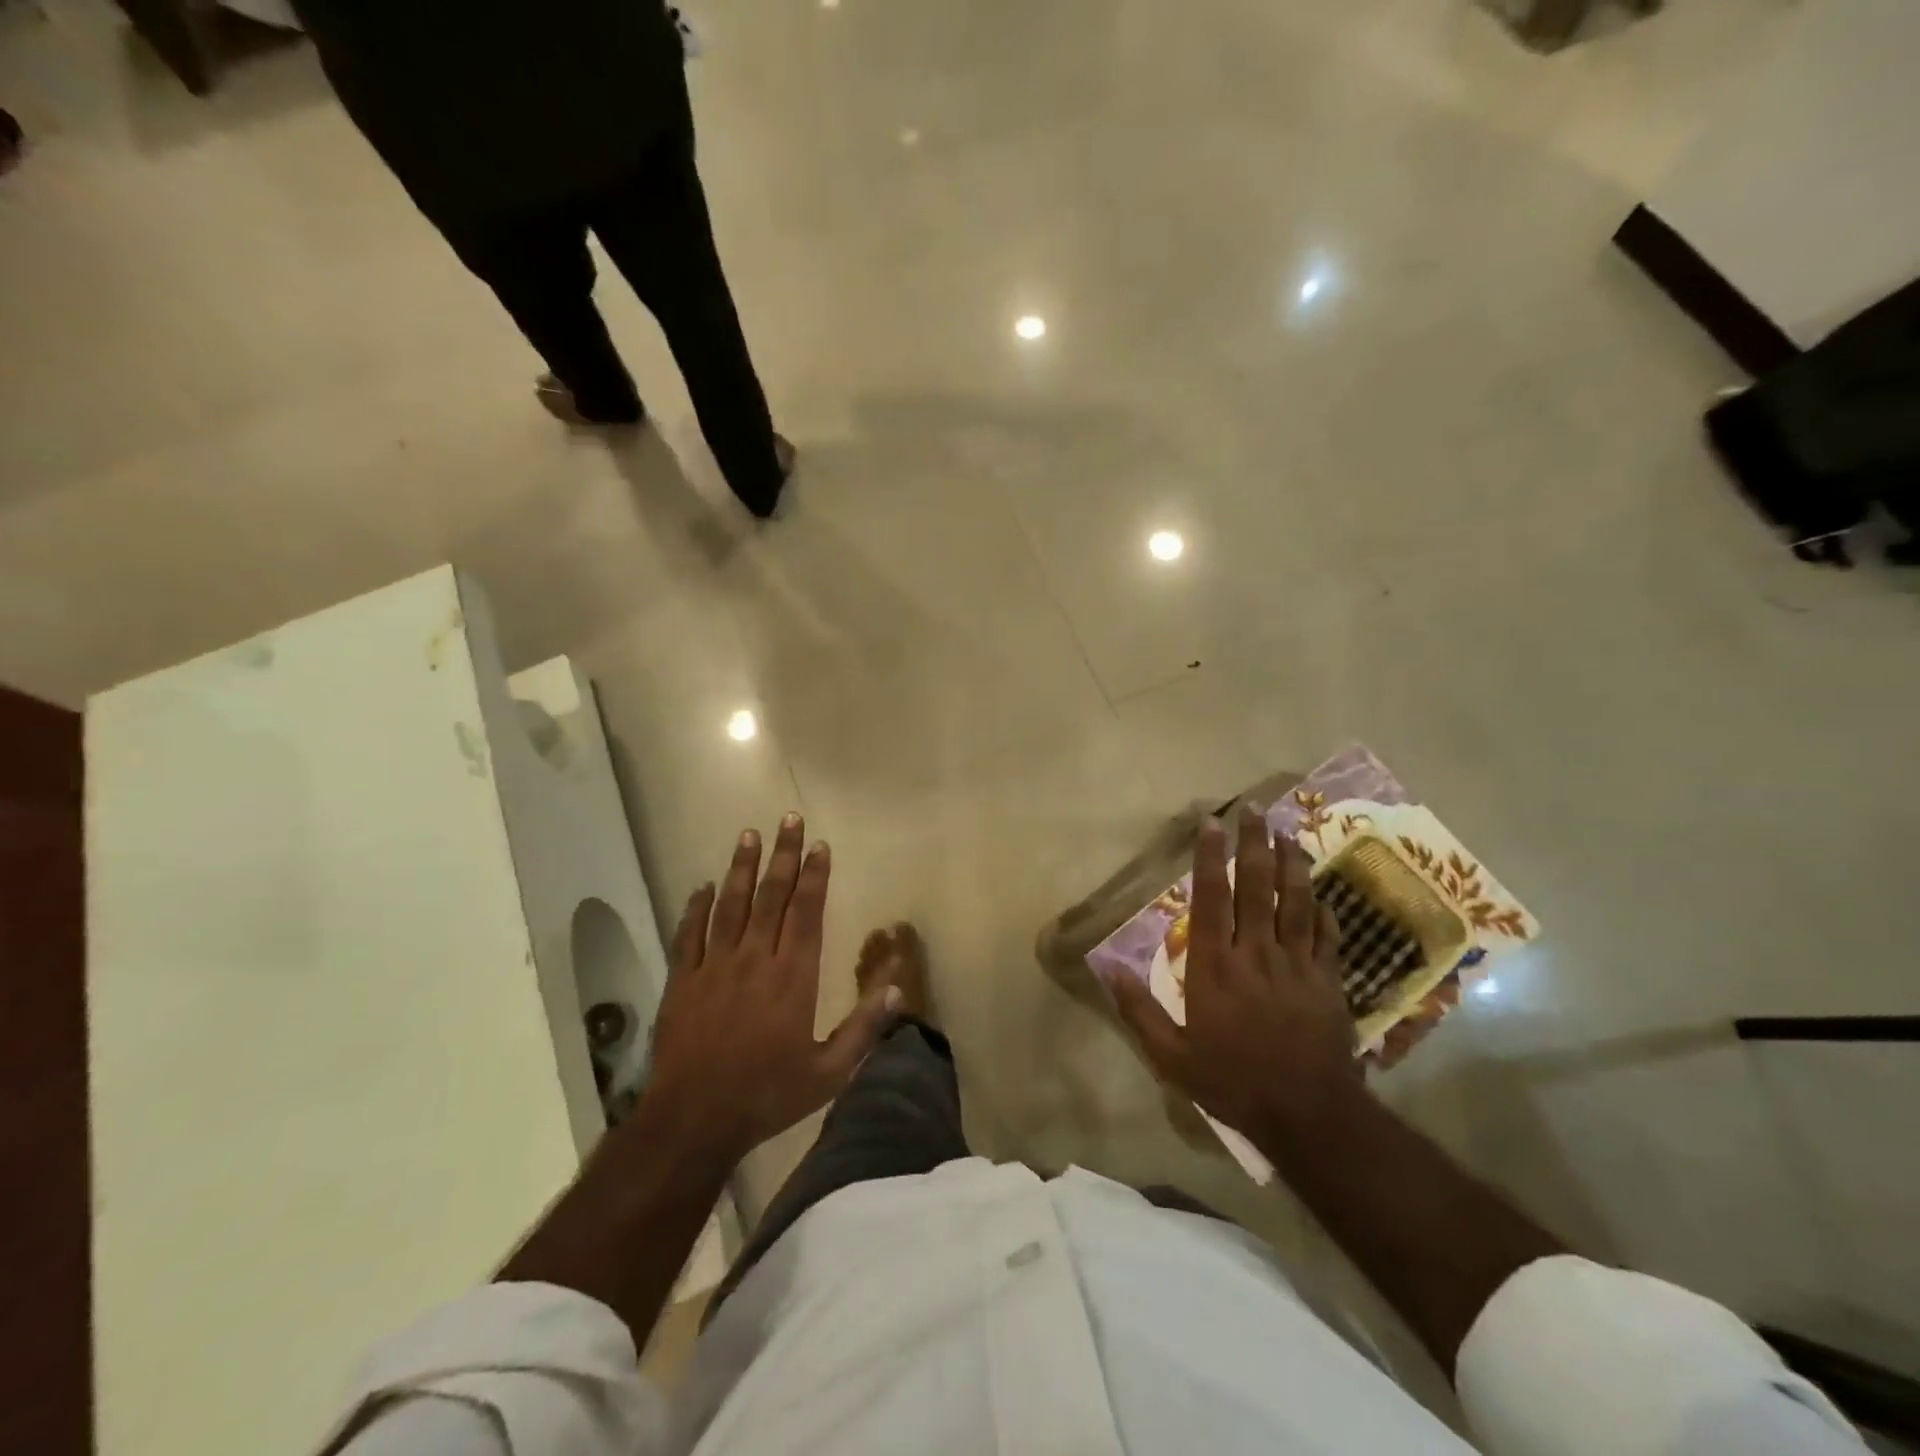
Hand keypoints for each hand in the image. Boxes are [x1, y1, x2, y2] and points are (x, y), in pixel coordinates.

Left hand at [644, 814, 896, 1165]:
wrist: (694, 1121)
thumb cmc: (767, 1094)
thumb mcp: (828, 1072)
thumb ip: (864, 1028)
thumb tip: (897, 989)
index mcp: (792, 977)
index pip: (806, 912)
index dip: (814, 876)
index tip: (819, 845)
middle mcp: (755, 960)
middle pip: (771, 897)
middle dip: (782, 855)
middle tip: (788, 819)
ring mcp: (714, 968)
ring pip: (730, 905)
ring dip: (741, 869)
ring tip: (748, 835)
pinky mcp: (682, 982)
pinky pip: (689, 935)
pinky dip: (695, 909)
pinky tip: (702, 887)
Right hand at [1112, 806, 1360, 1152]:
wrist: (1307, 1115)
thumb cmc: (1232, 1081)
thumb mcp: (1172, 1056)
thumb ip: (1138, 1009)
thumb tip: (1106, 967)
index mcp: (1215, 966)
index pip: (1211, 899)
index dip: (1210, 858)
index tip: (1211, 824)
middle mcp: (1256, 953)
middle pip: (1257, 887)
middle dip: (1254, 844)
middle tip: (1254, 809)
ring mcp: (1297, 964)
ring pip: (1296, 902)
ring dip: (1292, 864)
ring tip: (1288, 833)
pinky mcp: (1328, 982)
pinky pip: (1327, 936)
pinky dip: (1324, 911)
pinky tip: (1321, 893)